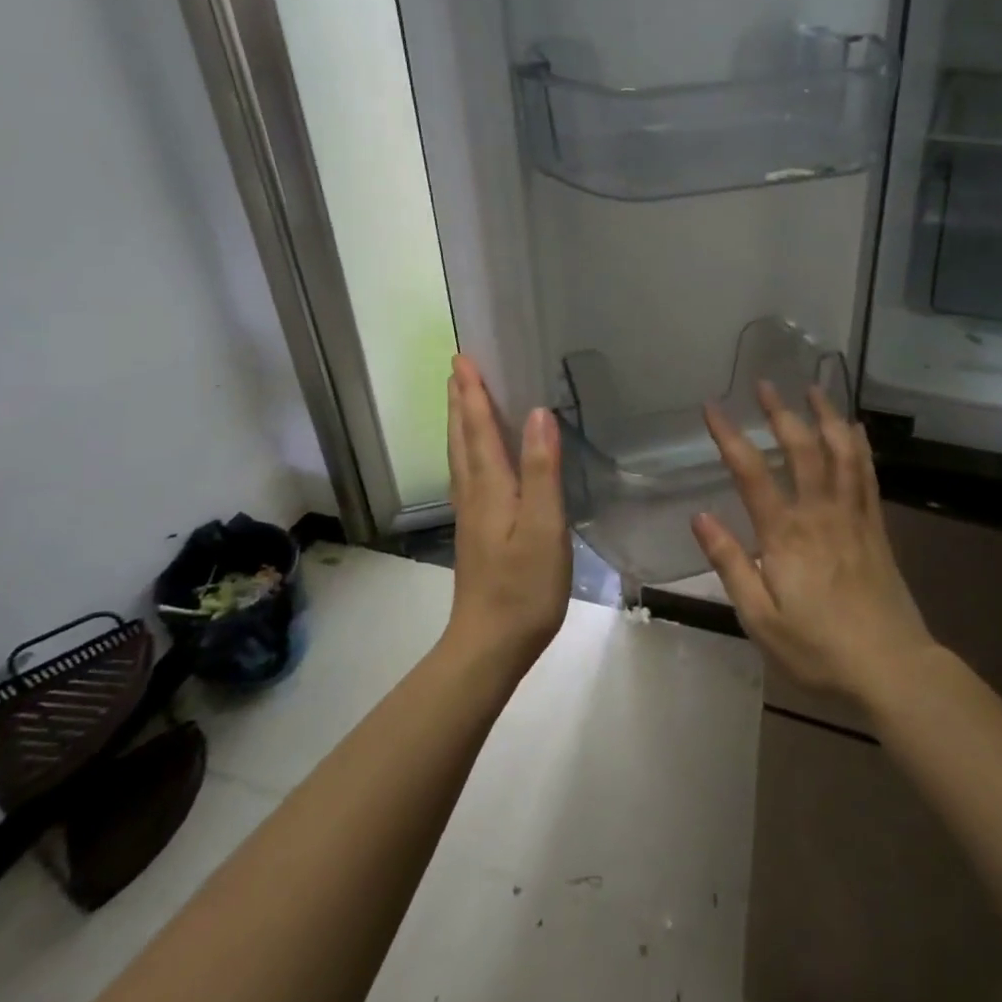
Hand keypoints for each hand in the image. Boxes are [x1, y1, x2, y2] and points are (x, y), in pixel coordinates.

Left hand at [445, 356, 570, 673]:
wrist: (490, 644)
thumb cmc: (524, 586)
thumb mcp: (543, 527)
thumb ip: (541, 470)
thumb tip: (538, 413)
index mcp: (490, 487)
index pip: (479, 429)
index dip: (474, 393)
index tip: (463, 358)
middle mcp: (474, 494)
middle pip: (463, 438)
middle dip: (461, 400)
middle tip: (457, 367)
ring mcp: (471, 515)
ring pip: (461, 456)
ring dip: (460, 422)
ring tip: (461, 399)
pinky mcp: (476, 532)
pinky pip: (467, 474)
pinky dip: (467, 450)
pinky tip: (474, 458)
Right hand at [693, 383, 932, 707]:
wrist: (892, 668)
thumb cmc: (818, 649)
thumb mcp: (760, 618)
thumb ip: (730, 564)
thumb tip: (699, 517)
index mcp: (785, 535)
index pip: (751, 473)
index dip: (730, 436)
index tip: (712, 407)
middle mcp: (820, 513)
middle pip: (801, 449)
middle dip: (781, 412)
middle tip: (765, 383)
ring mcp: (853, 516)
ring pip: (841, 452)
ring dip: (825, 415)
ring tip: (814, 388)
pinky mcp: (876, 527)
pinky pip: (868, 474)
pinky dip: (860, 445)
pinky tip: (855, 428)